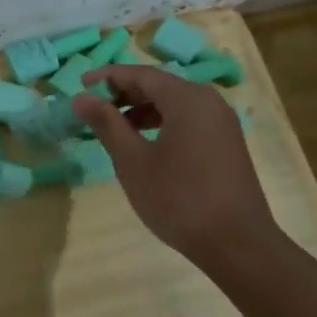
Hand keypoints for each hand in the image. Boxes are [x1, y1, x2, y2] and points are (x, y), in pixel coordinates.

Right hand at [72, 65, 280, 268]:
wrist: (236, 242)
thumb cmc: (178, 199)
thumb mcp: (133, 162)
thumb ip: (107, 125)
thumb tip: (81, 98)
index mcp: (187, 99)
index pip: (140, 74)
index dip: (108, 77)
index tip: (80, 85)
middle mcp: (209, 101)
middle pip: (160, 85)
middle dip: (124, 93)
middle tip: (93, 108)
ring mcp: (222, 123)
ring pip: (175, 103)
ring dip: (143, 110)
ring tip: (114, 128)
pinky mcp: (227, 143)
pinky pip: (189, 120)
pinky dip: (163, 123)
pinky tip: (146, 145)